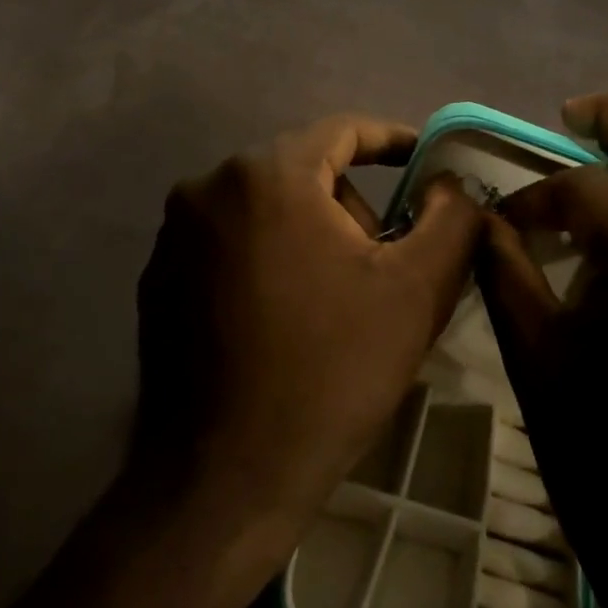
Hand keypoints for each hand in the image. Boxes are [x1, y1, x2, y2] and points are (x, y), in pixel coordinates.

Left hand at [135, 114, 480, 545]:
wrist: (226, 476)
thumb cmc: (331, 372)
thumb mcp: (415, 290)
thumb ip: (450, 218)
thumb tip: (449, 184)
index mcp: (266, 175)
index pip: (341, 131)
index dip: (392, 141)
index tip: (425, 163)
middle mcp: (207, 188)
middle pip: (302, 172)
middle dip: (350, 207)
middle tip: (383, 264)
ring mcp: (173, 236)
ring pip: (264, 210)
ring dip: (308, 236)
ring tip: (335, 301)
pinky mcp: (157, 279)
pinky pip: (228, 245)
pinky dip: (265, 261)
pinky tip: (283, 321)